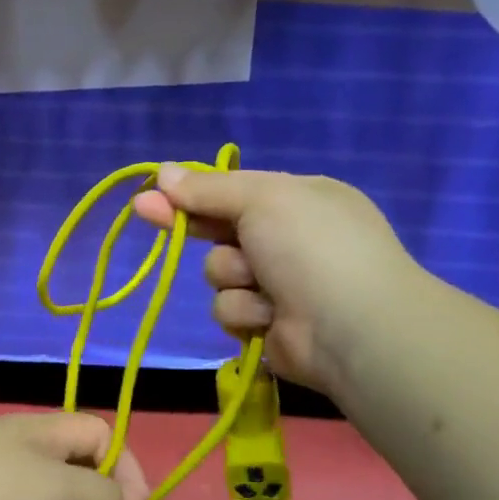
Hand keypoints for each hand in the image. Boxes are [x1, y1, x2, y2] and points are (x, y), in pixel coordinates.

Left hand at [0, 412, 148, 499]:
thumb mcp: (55, 490)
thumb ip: (99, 493)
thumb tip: (131, 499)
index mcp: (42, 427)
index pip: (100, 431)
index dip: (126, 465)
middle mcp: (20, 438)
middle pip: (76, 451)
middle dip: (102, 483)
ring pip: (48, 475)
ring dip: (71, 499)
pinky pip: (20, 494)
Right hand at [132, 165, 420, 396]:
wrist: (352, 327)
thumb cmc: (311, 247)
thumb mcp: (261, 199)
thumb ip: (208, 189)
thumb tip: (162, 172)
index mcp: (299, 200)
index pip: (233, 192)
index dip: (191, 193)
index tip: (150, 194)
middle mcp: (289, 240)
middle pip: (219, 231)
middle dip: (190, 226)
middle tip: (146, 213)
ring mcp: (279, 285)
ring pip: (219, 274)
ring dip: (232, 277)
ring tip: (263, 285)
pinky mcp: (267, 324)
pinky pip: (230, 310)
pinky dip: (245, 312)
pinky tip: (269, 316)